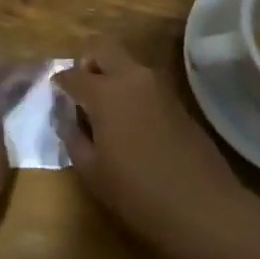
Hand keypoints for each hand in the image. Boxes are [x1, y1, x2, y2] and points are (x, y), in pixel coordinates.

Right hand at [59, 46, 254, 258]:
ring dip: (111, 76)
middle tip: (81, 93)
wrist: (204, 208)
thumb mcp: (92, 172)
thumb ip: (73, 138)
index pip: (72, 75)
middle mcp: (132, 78)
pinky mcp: (177, 101)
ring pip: (127, 64)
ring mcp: (158, 87)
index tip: (55, 97)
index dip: (59, 84)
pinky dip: (131, 91)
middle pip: (103, 50)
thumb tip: (68, 119)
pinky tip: (130, 124)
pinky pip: (144, 83)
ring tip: (104, 112)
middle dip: (87, 64)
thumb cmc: (139, 193)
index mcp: (105, 92)